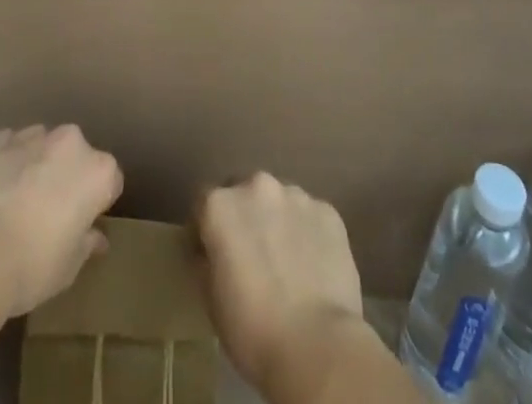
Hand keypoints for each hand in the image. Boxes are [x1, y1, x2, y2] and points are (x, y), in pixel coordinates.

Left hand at [0, 125, 123, 318]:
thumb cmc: (32, 267)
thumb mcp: (68, 268)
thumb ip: (86, 244)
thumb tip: (95, 237)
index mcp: (98, 171)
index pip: (110, 182)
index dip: (96, 204)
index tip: (81, 225)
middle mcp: (71, 142)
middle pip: (76, 156)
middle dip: (66, 176)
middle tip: (48, 214)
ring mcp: (32, 136)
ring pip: (43, 145)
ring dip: (37, 164)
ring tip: (16, 202)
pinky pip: (9, 146)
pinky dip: (7, 161)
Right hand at [197, 173, 367, 395]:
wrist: (317, 346)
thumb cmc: (253, 329)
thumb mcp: (211, 300)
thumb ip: (206, 261)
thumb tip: (209, 251)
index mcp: (220, 205)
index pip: (203, 203)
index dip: (205, 229)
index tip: (212, 255)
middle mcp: (256, 186)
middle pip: (244, 193)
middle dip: (244, 217)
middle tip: (251, 257)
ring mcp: (295, 195)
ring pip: (279, 201)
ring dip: (276, 221)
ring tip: (286, 263)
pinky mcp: (327, 210)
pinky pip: (309, 217)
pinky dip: (307, 233)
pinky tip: (312, 268)